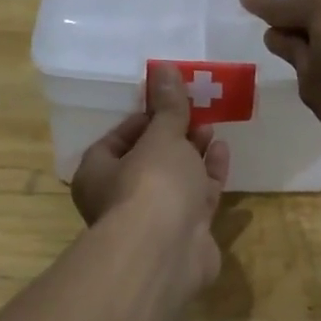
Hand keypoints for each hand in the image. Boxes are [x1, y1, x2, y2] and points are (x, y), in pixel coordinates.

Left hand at [71, 64, 231, 289]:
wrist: (166, 252)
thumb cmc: (151, 184)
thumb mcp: (161, 136)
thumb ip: (168, 106)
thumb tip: (164, 67)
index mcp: (98, 173)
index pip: (118, 138)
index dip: (144, 118)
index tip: (169, 102)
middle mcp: (120, 197)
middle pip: (149, 159)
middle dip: (173, 136)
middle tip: (196, 113)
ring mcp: (153, 219)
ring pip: (174, 179)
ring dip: (193, 154)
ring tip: (212, 129)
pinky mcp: (183, 234)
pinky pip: (196, 198)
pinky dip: (208, 175)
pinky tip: (222, 153)